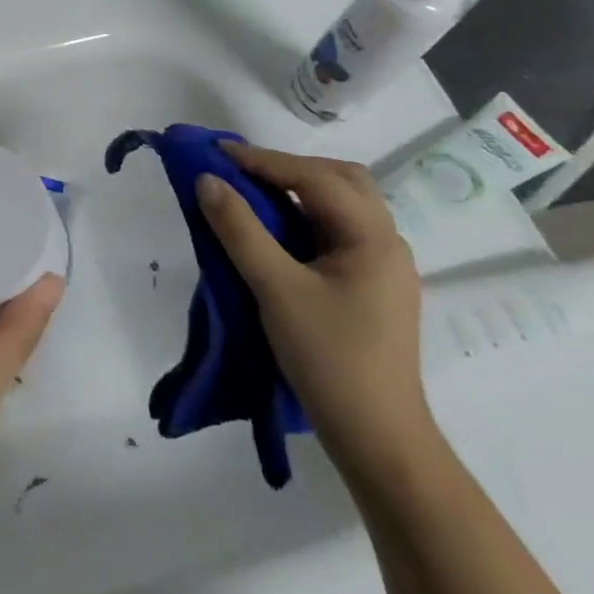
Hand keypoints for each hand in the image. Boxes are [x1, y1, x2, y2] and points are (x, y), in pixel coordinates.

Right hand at [197, 143, 435, 481]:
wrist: (379, 441)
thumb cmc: (330, 359)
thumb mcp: (275, 289)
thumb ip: (239, 230)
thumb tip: (207, 180)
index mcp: (373, 237)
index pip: (315, 178)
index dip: (263, 160)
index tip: (216, 153)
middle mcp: (386, 242)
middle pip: (340, 180)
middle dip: (289, 167)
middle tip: (241, 170)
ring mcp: (382, 267)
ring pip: (341, 206)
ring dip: (298, 191)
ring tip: (253, 193)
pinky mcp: (371, 288)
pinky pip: (336, 232)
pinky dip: (304, 217)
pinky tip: (276, 231)